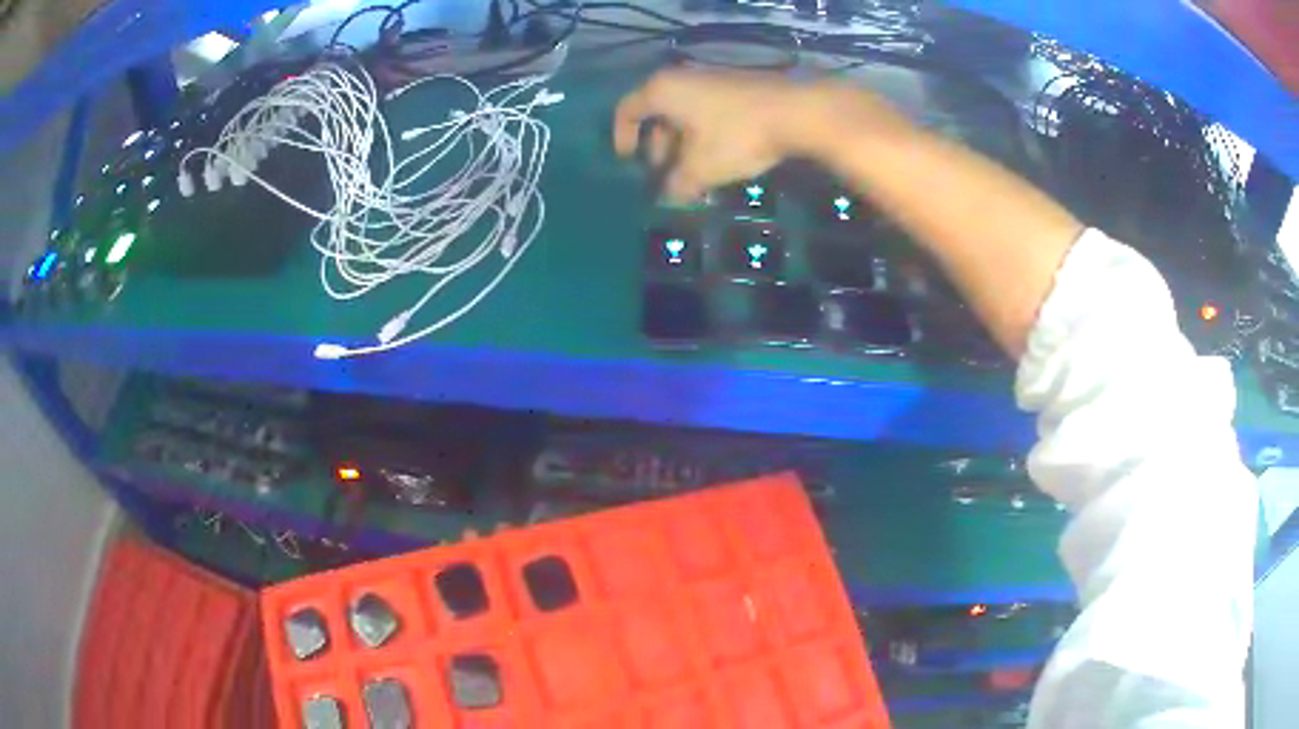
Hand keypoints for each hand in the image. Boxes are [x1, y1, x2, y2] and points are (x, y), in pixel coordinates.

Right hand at [613, 69, 860, 202]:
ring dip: (682, 142)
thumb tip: (667, 198)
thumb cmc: (736, 136)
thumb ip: (677, 184)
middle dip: (657, 145)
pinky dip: (704, 132)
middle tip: (665, 172)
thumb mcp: (701, 168)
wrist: (796, 112)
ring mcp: (712, 78)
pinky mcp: (737, 85)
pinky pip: (708, 109)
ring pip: (685, 112)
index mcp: (662, 91)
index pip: (627, 110)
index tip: (627, 160)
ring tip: (693, 172)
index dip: (622, 137)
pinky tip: (718, 157)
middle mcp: (682, 77)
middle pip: (657, 112)